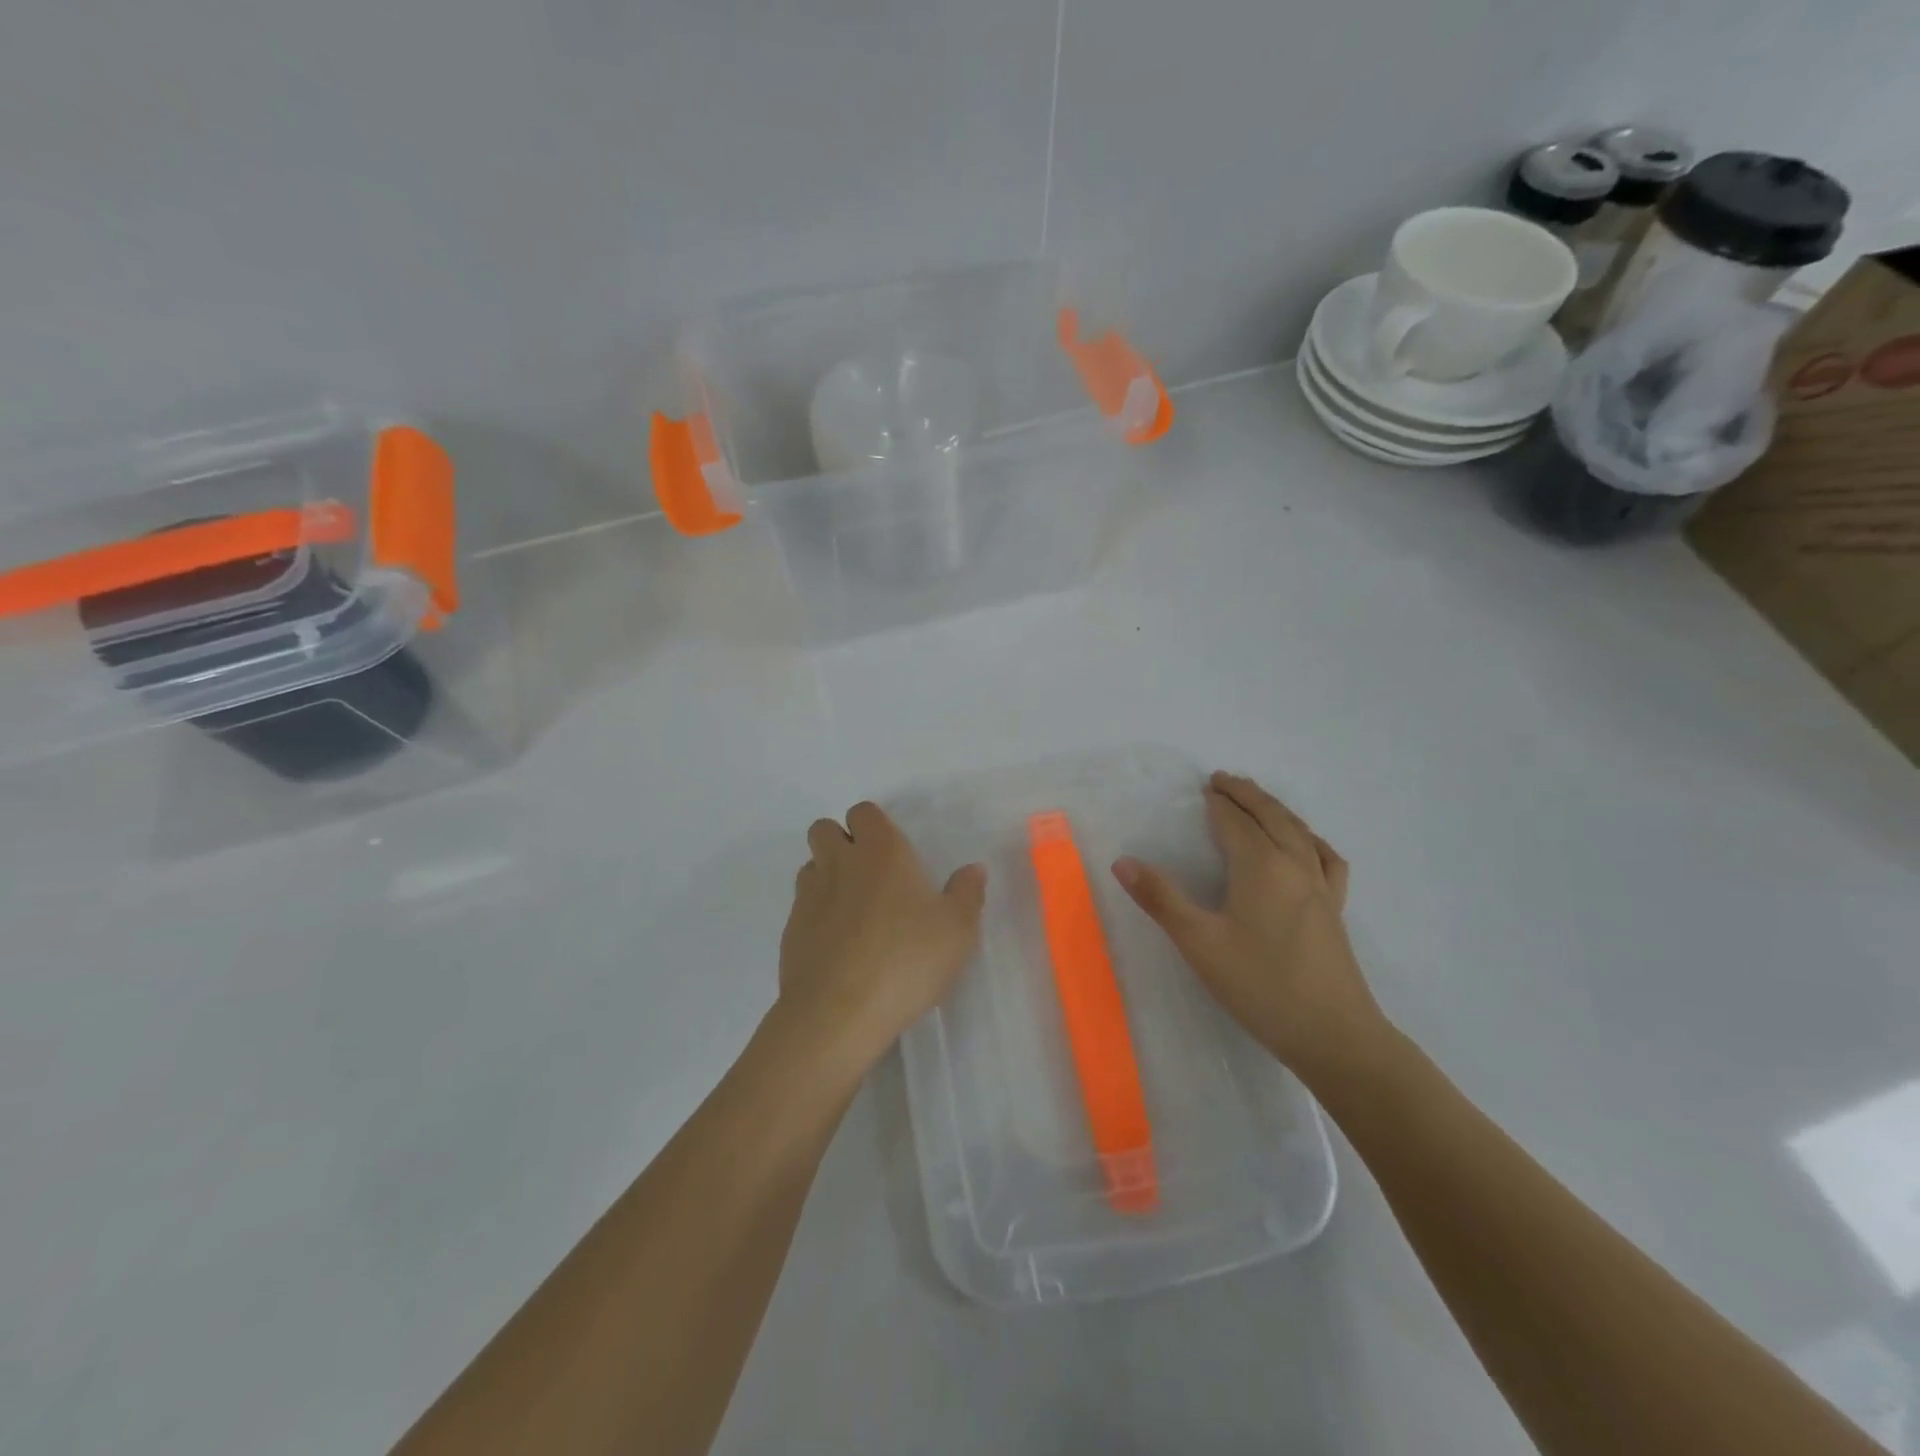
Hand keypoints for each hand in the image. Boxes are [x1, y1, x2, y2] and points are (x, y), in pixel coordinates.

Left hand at [777, 801, 986, 1072]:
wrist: (838, 1014)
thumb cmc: (905, 961)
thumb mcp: (957, 930)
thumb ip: (967, 893)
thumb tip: (972, 870)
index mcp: (880, 852)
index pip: (864, 812)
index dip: (876, 826)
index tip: (895, 853)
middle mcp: (839, 864)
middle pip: (824, 829)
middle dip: (842, 841)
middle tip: (871, 875)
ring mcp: (808, 897)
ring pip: (810, 866)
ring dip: (827, 876)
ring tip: (855, 910)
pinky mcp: (790, 932)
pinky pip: (801, 907)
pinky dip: (817, 915)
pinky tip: (839, 946)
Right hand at [1113, 771, 1385, 1085]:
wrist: (1335, 1035)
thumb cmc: (1261, 986)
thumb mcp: (1200, 943)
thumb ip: (1161, 899)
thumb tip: (1122, 861)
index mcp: (1261, 866)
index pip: (1234, 821)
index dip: (1217, 802)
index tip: (1201, 788)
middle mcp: (1295, 865)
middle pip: (1270, 815)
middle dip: (1246, 794)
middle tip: (1223, 780)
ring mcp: (1322, 886)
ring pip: (1299, 831)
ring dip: (1275, 810)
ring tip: (1258, 802)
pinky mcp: (1336, 909)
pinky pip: (1325, 858)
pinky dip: (1310, 840)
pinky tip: (1307, 847)